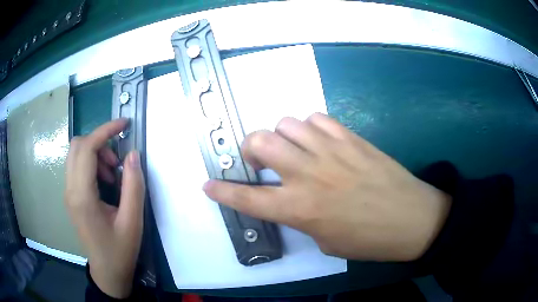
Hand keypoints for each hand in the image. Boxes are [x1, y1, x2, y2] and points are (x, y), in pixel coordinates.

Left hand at [65, 119, 144, 297]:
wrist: (107, 272)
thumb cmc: (120, 251)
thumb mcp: (132, 221)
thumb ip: (133, 186)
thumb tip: (133, 154)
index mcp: (82, 196)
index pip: (86, 148)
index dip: (105, 130)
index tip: (125, 124)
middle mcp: (70, 189)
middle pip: (77, 145)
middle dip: (99, 142)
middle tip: (117, 162)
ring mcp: (68, 193)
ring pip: (76, 154)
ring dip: (95, 154)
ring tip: (113, 175)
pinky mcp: (71, 196)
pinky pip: (77, 167)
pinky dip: (92, 164)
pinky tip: (105, 183)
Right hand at [203, 113, 451, 260]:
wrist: (410, 218)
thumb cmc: (367, 239)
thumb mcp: (324, 240)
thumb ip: (300, 216)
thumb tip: (289, 198)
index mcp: (299, 209)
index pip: (247, 197)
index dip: (222, 191)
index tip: (208, 184)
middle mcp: (308, 174)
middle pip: (260, 142)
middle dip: (250, 148)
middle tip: (261, 160)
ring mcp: (330, 151)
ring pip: (287, 124)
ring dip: (283, 136)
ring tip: (294, 149)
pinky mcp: (350, 137)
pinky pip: (317, 119)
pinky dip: (310, 127)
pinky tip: (319, 140)